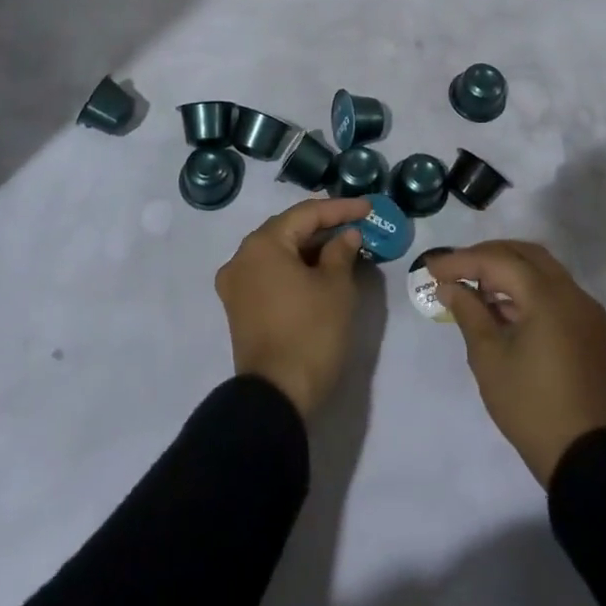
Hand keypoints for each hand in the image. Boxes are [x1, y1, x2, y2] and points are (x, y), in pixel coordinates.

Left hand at [215, 197, 368, 418]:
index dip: (340, 209)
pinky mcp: (239, 308)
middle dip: (323, 226)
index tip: (368, 208)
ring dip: (310, 249)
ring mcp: (236, 284)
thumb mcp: (336, 288)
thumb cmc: (310, 333)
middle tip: (356, 224)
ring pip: (278, 252)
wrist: (276, 397)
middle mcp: (241, 257)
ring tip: (343, 247)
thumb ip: (341, 252)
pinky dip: (295, 268)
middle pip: (288, 230)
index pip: (306, 214)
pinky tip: (320, 271)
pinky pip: (270, 274)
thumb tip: (346, 235)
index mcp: (262, 244)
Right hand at [428, 241, 605, 487]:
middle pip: (524, 254)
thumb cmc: (529, 405)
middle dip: (486, 256)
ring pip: (541, 270)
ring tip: (473, 288)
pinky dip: (525, 289)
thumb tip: (449, 286)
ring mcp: (585, 310)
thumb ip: (468, 312)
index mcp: (548, 297)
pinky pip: (554, 291)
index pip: (498, 261)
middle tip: (454, 269)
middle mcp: (572, 293)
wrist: (583, 457)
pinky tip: (501, 307)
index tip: (431, 268)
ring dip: (507, 270)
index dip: (461, 261)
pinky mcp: (589, 328)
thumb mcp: (488, 357)